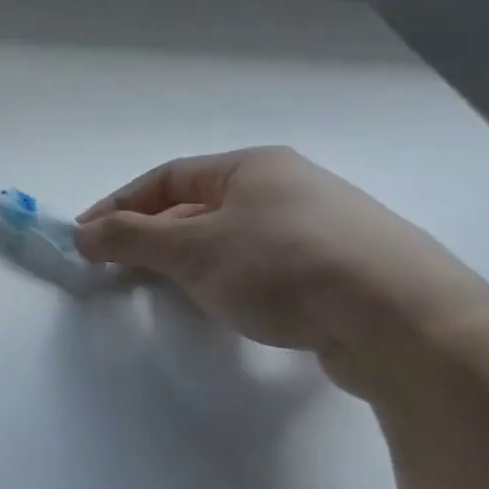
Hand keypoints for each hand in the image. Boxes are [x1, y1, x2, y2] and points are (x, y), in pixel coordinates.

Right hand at [73, 146, 488, 394]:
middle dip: (153, 236)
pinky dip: (231, 280)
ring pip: (232, 238)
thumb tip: (81, 234)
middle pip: (198, 206)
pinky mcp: (343, 270)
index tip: (85, 237)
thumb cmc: (283, 267)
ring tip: (169, 290)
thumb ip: (129, 238)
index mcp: (253, 167)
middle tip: (119, 268)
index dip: (118, 205)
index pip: (166, 177)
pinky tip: (229, 306)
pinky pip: (265, 265)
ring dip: (190, 261)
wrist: (406, 322)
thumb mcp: (191, 250)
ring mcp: (322, 227)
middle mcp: (289, 186)